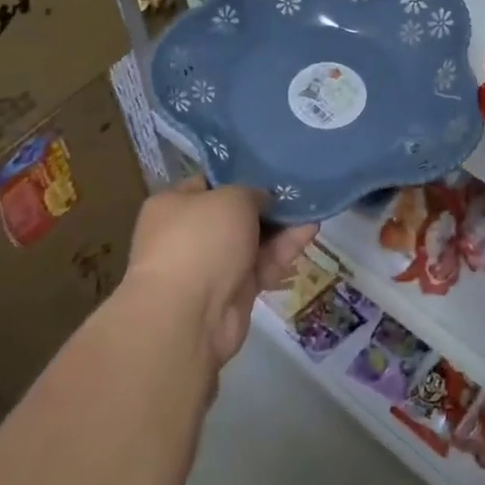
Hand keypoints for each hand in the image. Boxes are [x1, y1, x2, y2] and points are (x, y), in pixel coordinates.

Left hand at [125, 178, 318, 371]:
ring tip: (311, 208)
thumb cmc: (201, 241)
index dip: (240, 174)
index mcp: (173, 205)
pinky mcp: (232, 291)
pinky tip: (309, 231)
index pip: (209, 182)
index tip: (270, 168)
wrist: (190, 317)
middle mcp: (188, 234)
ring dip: (281, 226)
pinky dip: (283, 250)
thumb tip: (261, 201)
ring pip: (252, 239)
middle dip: (266, 204)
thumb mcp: (231, 198)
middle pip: (234, 213)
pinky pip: (261, 264)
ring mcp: (210, 265)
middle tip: (297, 189)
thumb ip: (252, 192)